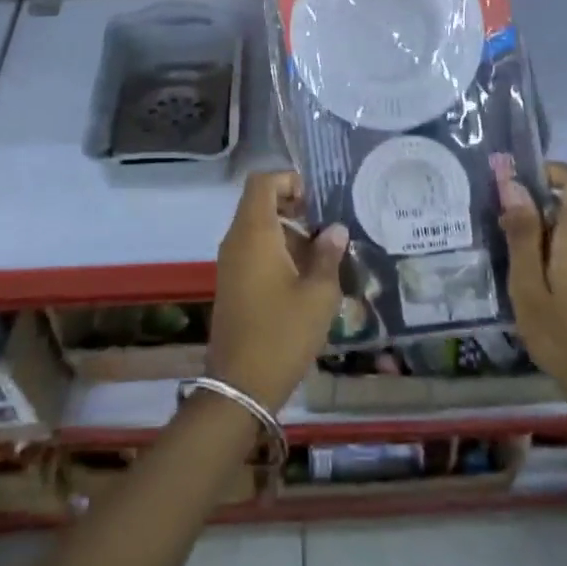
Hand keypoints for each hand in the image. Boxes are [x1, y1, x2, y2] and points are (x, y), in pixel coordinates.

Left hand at [209, 171, 348, 410]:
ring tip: (324, 258)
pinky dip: (278, 252)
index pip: (262, 182)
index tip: (316, 202)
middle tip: (326, 229)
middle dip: (294, 208)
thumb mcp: (318, 294)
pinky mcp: (233, 283)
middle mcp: (236, 240)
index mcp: (254, 233)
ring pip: (258, 229)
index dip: (289, 180)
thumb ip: (328, 255)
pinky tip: (305, 279)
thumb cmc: (283, 333)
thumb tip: (335, 230)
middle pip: (260, 203)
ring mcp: (231, 263)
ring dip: (289, 234)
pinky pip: (253, 251)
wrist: (241, 385)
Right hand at [499, 161, 566, 420]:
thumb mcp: (528, 288)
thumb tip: (513, 184)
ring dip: (547, 244)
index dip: (554, 170)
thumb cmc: (563, 337)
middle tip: (506, 246)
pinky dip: (562, 262)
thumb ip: (522, 235)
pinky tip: (545, 296)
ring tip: (521, 277)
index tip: (522, 186)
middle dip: (537, 217)